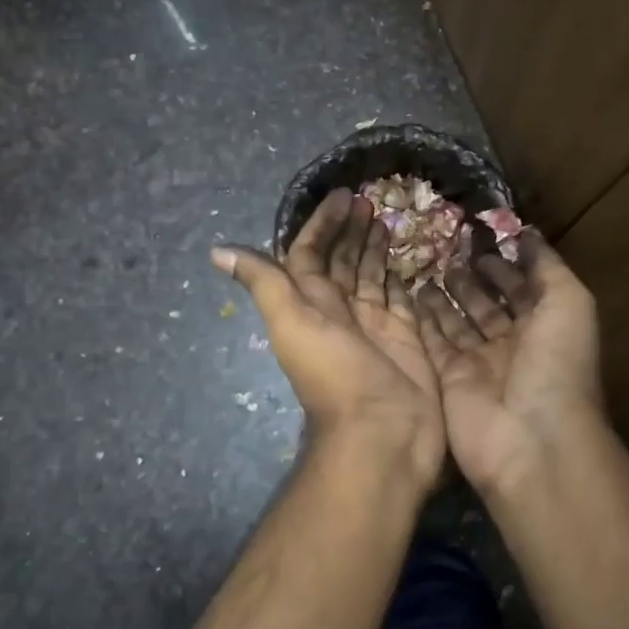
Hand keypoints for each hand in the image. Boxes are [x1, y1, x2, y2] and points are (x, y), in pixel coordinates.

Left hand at [213, 189, 443, 487]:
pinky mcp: (407, 338)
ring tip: (389, 218)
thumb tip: (216, 251)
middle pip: (343, 262)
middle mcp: (340, 311)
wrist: (382, 432)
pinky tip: (411, 258)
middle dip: (352, 230)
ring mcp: (375, 325)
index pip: (311, 254)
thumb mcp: (292, 323)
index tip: (342, 196)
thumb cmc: (335, 375)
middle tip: (371, 200)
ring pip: (372, 276)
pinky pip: (403, 299)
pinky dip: (404, 278)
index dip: (322, 225)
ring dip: (376, 248)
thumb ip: (264, 283)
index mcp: (311, 305)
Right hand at [418, 233, 603, 495]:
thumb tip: (528, 233)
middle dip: (471, 278)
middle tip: (447, 250)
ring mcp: (479, 363)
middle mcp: (512, 344)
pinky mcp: (449, 378)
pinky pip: (434, 342)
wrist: (530, 437)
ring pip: (458, 321)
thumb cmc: (556, 363)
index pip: (522, 288)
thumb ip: (548, 266)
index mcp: (545, 326)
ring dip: (445, 296)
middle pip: (487, 304)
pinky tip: (411, 292)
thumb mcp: (569, 303)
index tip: (480, 238)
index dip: (505, 265)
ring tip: (426, 266)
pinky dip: (424, 320)